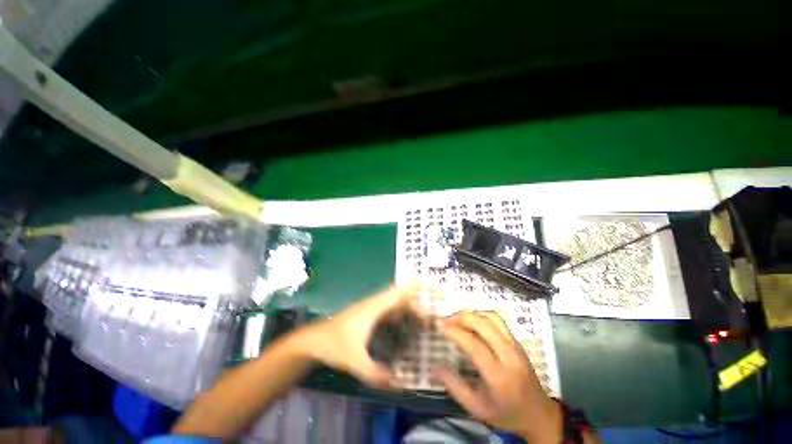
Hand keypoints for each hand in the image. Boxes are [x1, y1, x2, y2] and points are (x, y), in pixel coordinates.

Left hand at [300, 283, 421, 388]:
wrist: (314, 340)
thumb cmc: (334, 345)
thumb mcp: (355, 361)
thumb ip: (376, 374)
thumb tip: (400, 384)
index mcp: (373, 308)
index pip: (397, 293)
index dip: (412, 289)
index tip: (428, 287)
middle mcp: (374, 304)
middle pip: (398, 295)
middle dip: (415, 298)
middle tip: (431, 308)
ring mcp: (370, 308)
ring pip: (393, 302)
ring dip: (407, 305)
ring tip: (424, 315)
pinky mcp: (368, 315)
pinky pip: (388, 309)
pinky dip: (399, 312)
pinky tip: (405, 323)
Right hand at [433, 311, 562, 442]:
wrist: (539, 414)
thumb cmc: (506, 413)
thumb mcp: (476, 408)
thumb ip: (454, 387)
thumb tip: (433, 369)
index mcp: (498, 375)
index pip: (473, 344)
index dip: (454, 331)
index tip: (439, 325)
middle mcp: (509, 355)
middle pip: (482, 324)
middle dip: (460, 317)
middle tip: (446, 320)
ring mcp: (515, 346)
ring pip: (491, 317)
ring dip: (471, 314)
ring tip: (457, 319)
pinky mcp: (517, 341)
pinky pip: (498, 320)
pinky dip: (481, 316)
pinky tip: (472, 323)